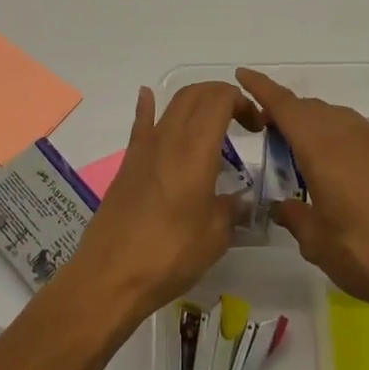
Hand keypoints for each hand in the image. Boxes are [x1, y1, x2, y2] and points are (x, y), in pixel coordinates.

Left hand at [65, 82, 261, 323]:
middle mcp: (169, 138)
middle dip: (222, 97)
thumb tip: (237, 199)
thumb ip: (231, 208)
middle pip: (195, 94)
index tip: (257, 125)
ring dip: (196, 103)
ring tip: (213, 121)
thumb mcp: (216, 236)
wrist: (111, 275)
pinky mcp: (128, 163)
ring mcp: (144, 148)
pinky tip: (149, 95)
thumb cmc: (170, 255)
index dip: (242, 102)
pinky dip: (149, 106)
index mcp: (195, 150)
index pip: (220, 99)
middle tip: (241, 121)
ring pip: (171, 105)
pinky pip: (141, 124)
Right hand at [236, 68, 368, 322]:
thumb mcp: (316, 242)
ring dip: (313, 126)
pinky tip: (337, 170)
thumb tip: (283, 206)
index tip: (242, 74)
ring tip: (299, 154)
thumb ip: (294, 216)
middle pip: (310, 109)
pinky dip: (338, 138)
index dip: (262, 88)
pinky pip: (357, 133)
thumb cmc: (365, 254)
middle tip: (266, 133)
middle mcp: (350, 135)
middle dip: (285, 113)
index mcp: (323, 148)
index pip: (285, 106)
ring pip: (336, 118)